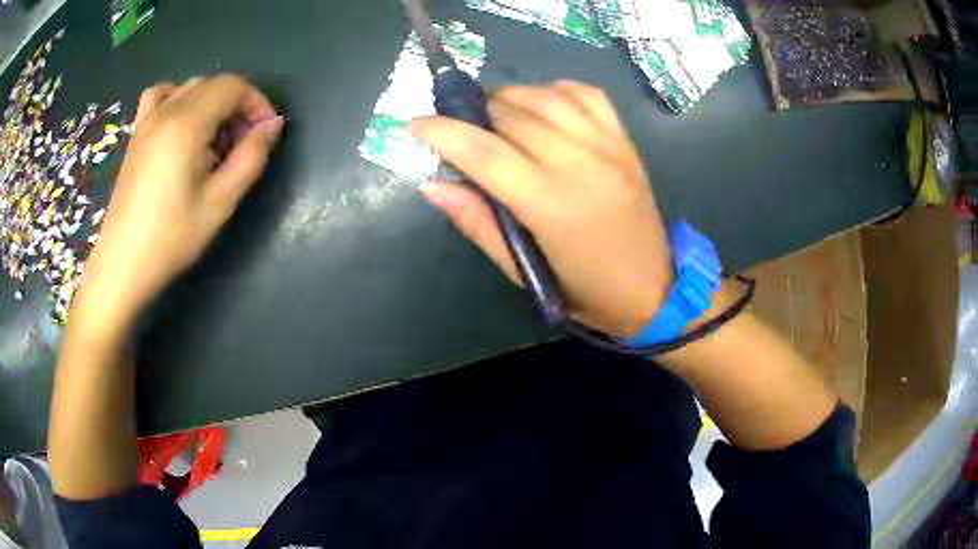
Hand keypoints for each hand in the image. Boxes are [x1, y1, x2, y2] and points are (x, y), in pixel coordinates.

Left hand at [76, 75, 283, 330]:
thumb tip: (273, 125)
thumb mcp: (219, 203)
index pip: (233, 87)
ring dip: (212, 102)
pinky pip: (160, 95)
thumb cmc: (170, 238)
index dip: (257, 103)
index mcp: (187, 123)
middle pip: (214, 84)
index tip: (265, 133)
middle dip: (238, 105)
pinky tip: (181, 123)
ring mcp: (147, 120)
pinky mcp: (136, 134)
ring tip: (215, 137)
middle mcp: (166, 111)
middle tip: (244, 143)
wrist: (122, 264)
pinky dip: (178, 97)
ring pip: (190, 87)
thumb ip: (250, 158)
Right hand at [413, 81, 669, 336]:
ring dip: (508, 97)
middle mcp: (581, 164)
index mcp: (552, 206)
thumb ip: (477, 223)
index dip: (444, 133)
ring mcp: (608, 146)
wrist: (654, 289)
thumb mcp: (524, 272)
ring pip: (545, 96)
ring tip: (493, 115)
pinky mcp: (625, 140)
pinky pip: (585, 94)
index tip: (416, 124)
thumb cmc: (584, 292)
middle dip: (474, 114)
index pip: (485, 153)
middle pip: (512, 115)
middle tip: (459, 129)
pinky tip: (539, 105)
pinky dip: (553, 90)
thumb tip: (432, 185)